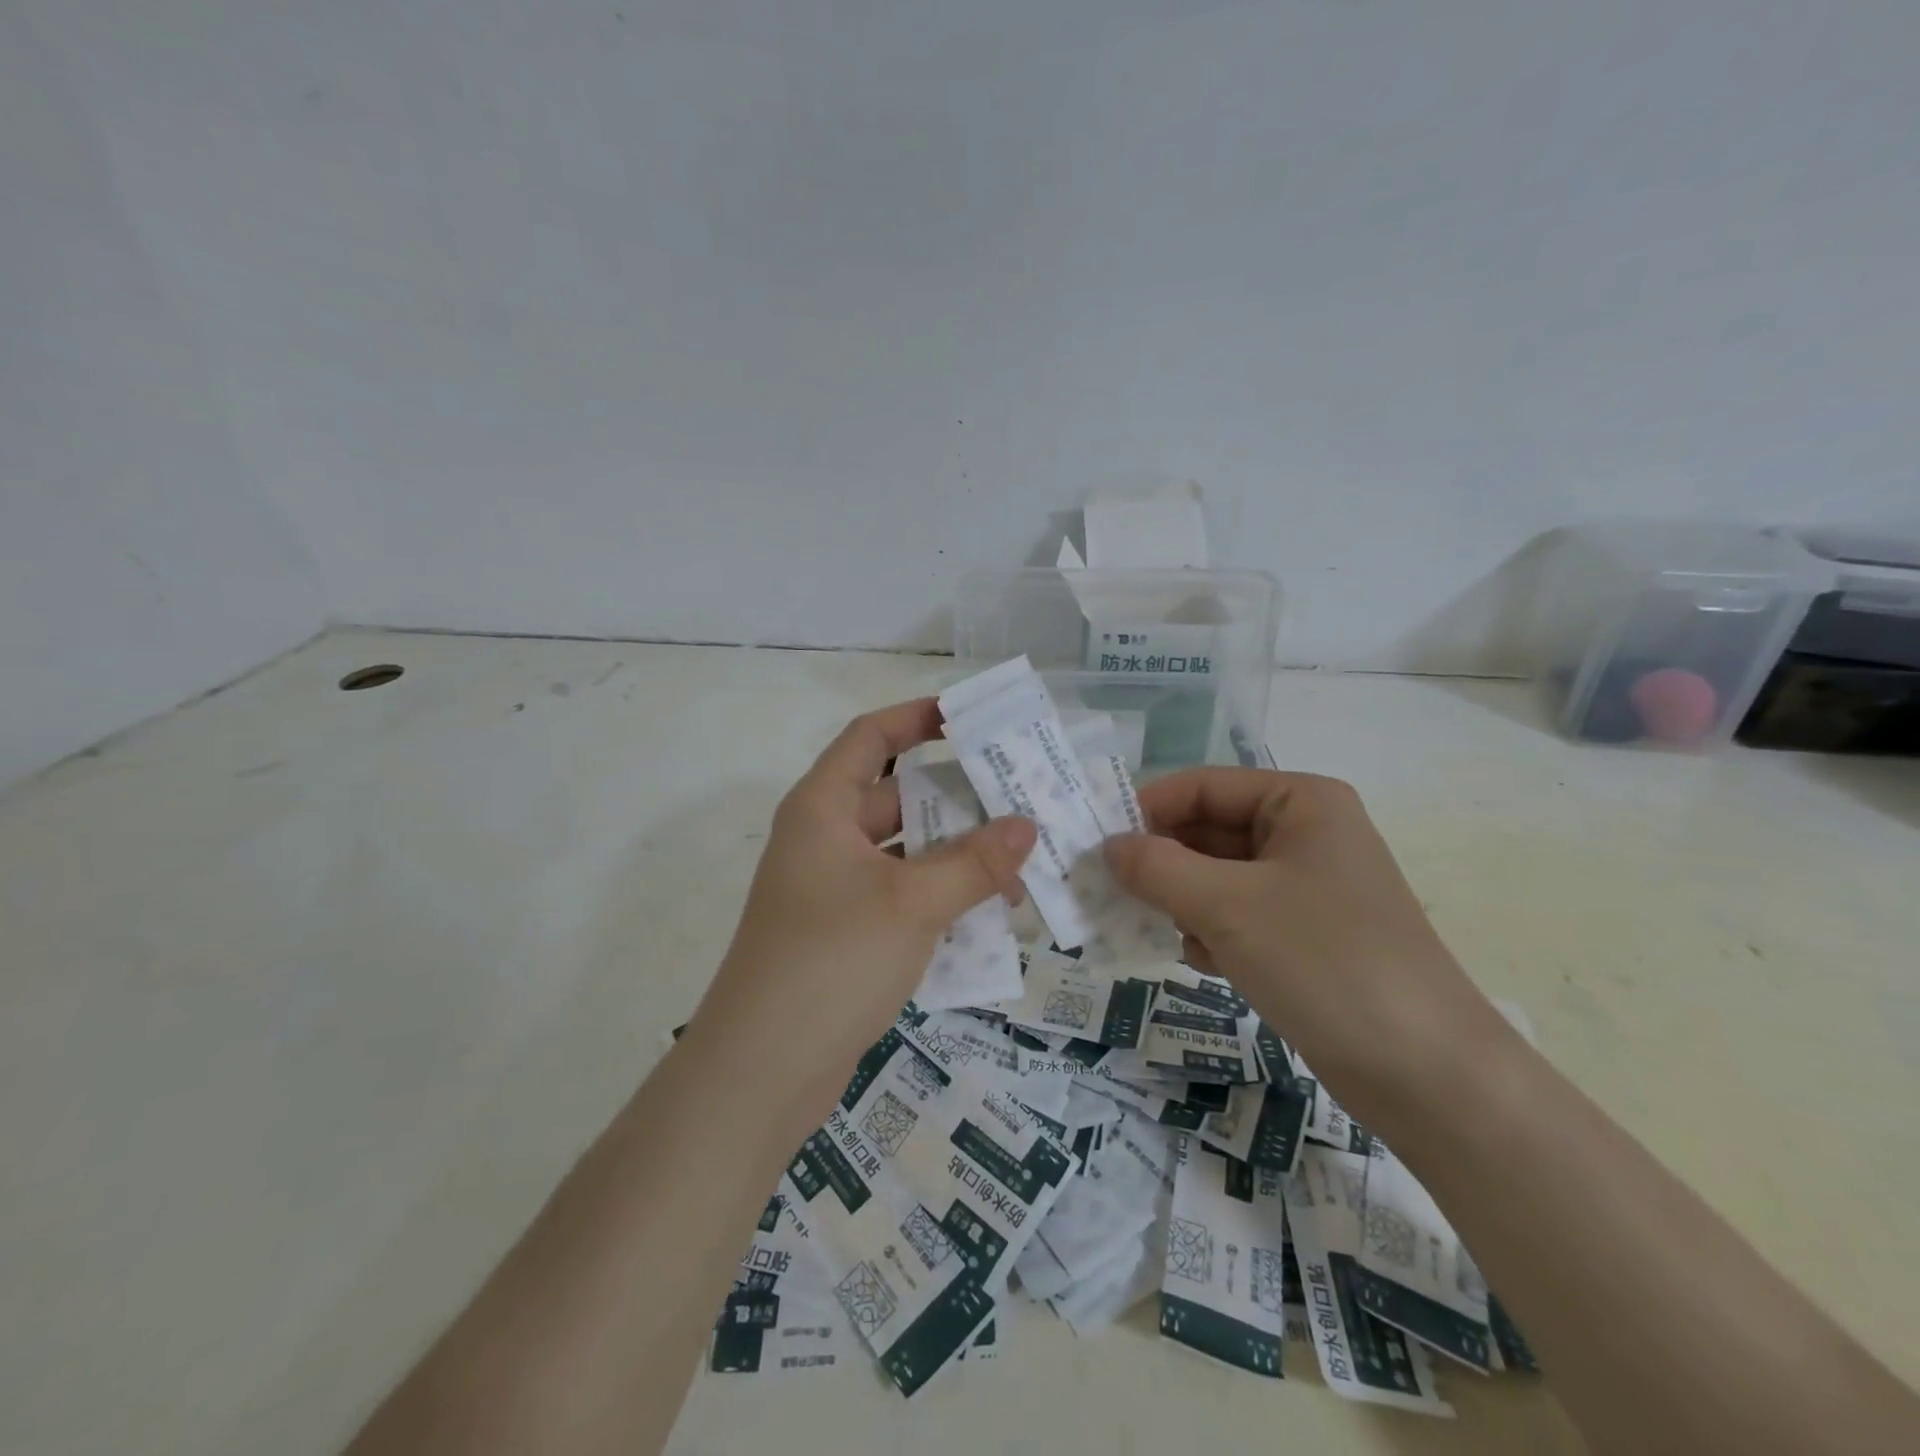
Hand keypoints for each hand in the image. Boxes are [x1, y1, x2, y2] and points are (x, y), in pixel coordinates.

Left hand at [685, 699, 1036, 1130]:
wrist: (761, 1071)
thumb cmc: (831, 961)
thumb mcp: (911, 904)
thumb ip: (974, 863)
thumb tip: (1027, 825)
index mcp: (823, 809)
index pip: (870, 738)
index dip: (915, 718)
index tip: (969, 717)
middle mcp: (826, 840)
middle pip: (897, 797)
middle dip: (957, 798)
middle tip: (1021, 798)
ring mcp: (834, 890)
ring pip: (906, 853)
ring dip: (956, 856)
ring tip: (1021, 862)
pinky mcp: (847, 934)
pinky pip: (903, 897)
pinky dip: (942, 898)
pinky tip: (991, 915)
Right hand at [1105, 768, 1512, 1117]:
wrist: (1427, 1075)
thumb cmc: (1325, 963)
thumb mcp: (1228, 906)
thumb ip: (1157, 868)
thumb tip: (1106, 846)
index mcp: (1299, 802)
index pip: (1201, 786)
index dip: (1146, 810)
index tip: (1095, 846)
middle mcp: (1304, 833)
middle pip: (1206, 831)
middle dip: (1162, 863)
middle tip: (1112, 893)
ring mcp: (1305, 887)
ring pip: (1215, 877)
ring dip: (1182, 902)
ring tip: (1167, 933)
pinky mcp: (1303, 935)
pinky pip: (1235, 915)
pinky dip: (1210, 932)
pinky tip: (1207, 962)